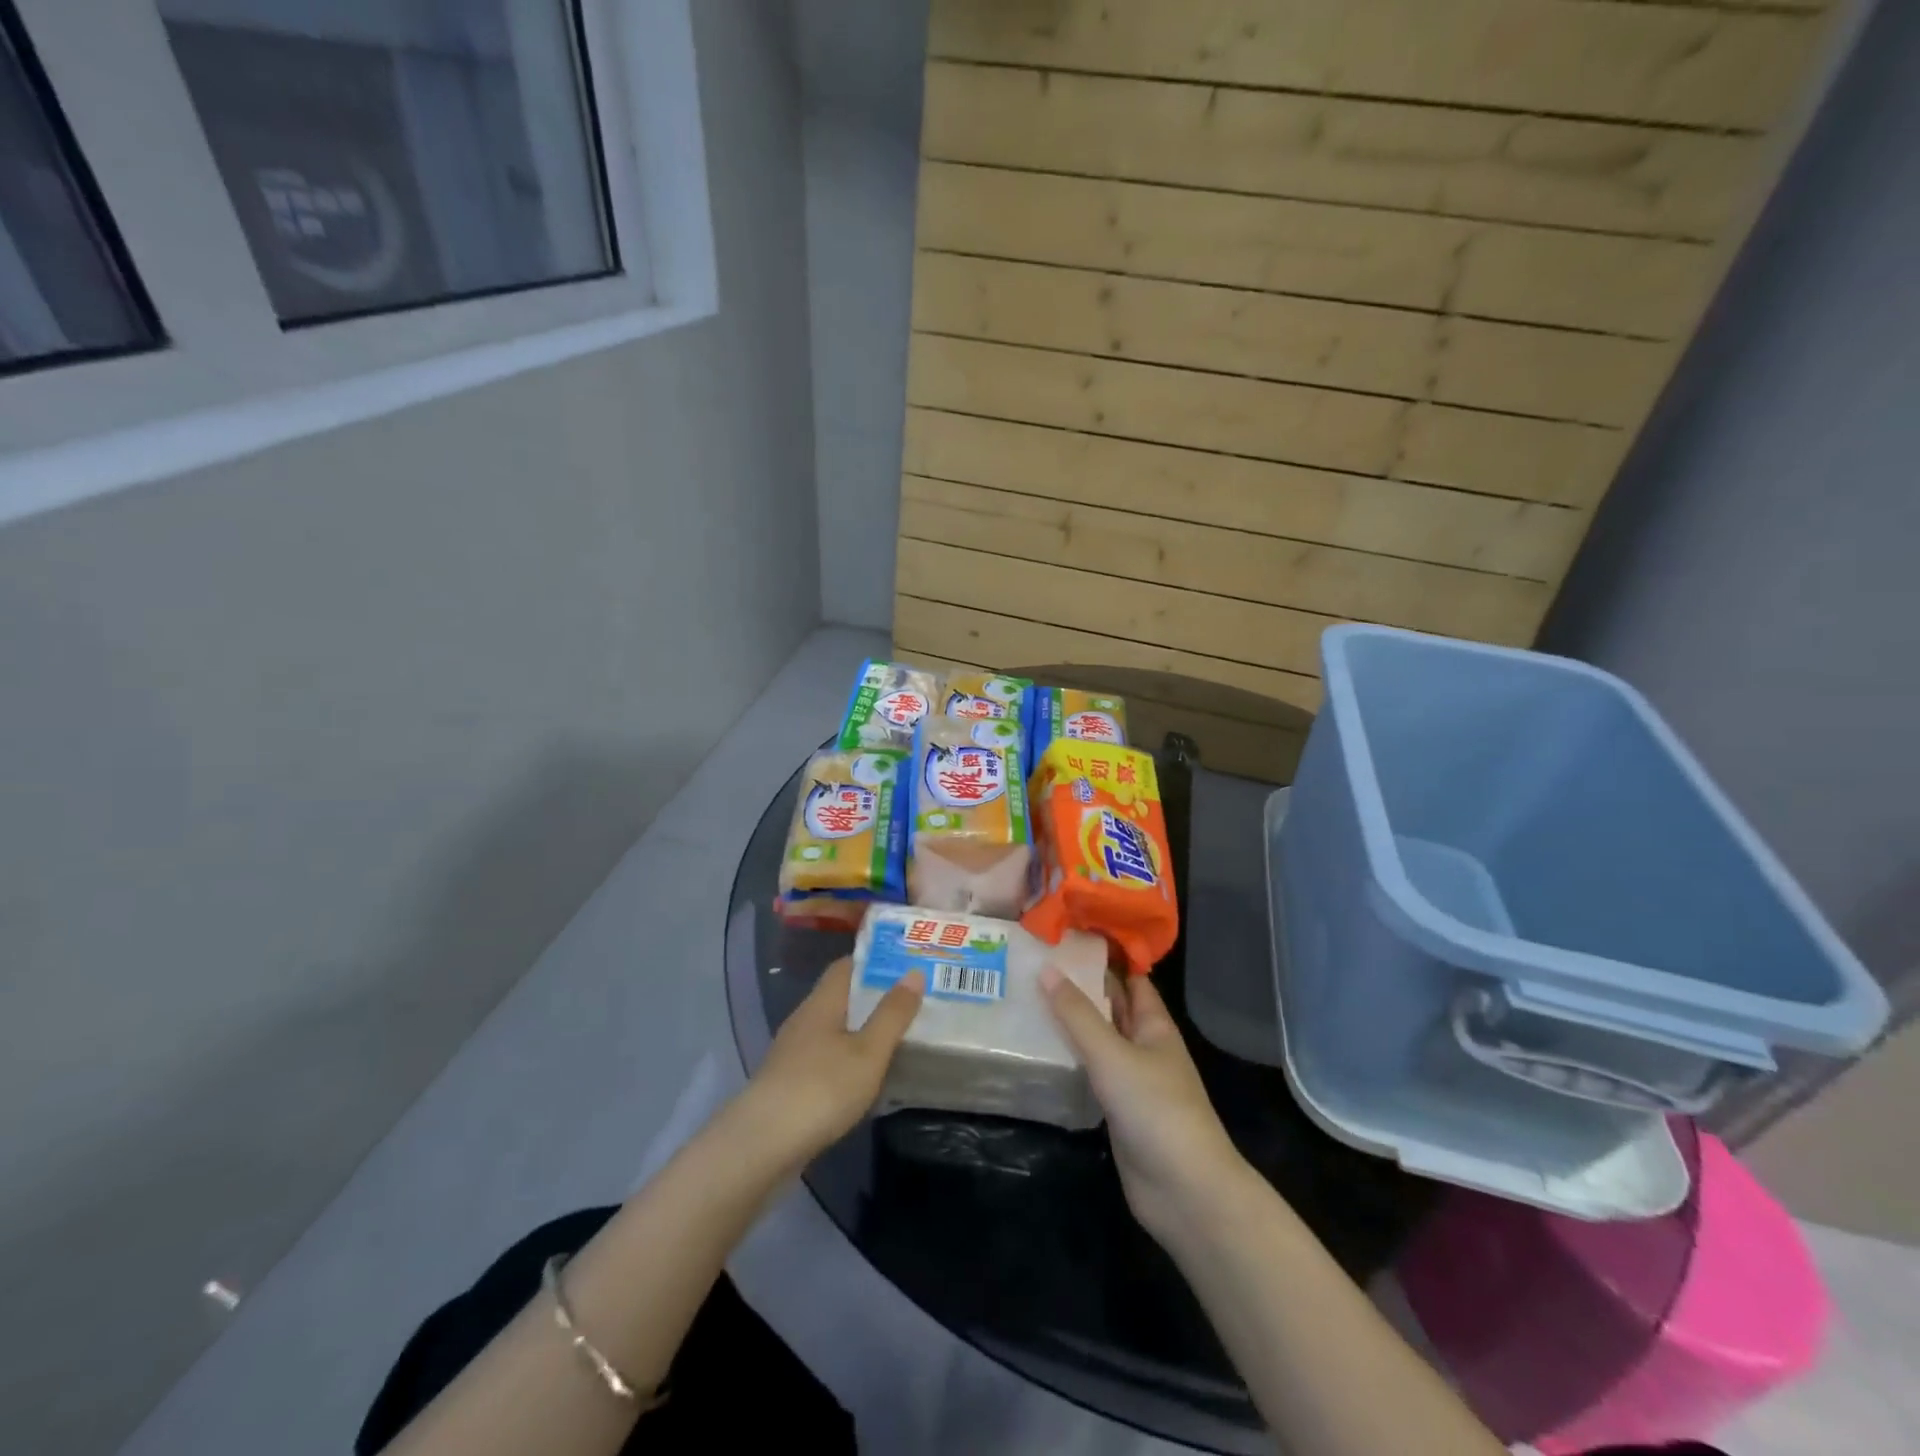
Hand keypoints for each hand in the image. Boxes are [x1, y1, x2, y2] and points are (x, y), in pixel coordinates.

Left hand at [743, 956, 923, 1162]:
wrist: (761, 1146)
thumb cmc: (821, 1089)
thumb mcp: (869, 1052)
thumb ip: (892, 1014)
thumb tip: (914, 972)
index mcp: (822, 1003)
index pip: (846, 966)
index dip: (875, 962)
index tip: (906, 964)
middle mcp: (804, 1020)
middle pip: (840, 997)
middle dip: (873, 997)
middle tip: (911, 1001)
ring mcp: (792, 1053)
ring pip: (833, 1029)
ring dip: (861, 1030)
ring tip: (897, 1036)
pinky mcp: (789, 1084)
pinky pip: (825, 1058)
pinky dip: (848, 1058)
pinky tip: (866, 1076)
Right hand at [1042, 969, 1249, 1242]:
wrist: (1184, 1191)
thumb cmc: (1155, 1109)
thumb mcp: (1112, 1054)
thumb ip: (1077, 1015)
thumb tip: (1047, 969)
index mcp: (1154, 1025)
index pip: (1130, 977)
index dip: (1105, 955)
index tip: (1068, 934)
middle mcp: (1144, 1045)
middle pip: (1112, 1006)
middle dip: (1081, 985)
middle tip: (1035, 961)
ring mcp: (1132, 1079)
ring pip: (1098, 1039)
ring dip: (1071, 1022)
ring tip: (1027, 996)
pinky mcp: (1117, 1109)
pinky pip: (1090, 1072)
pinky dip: (1069, 1058)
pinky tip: (1039, 1049)